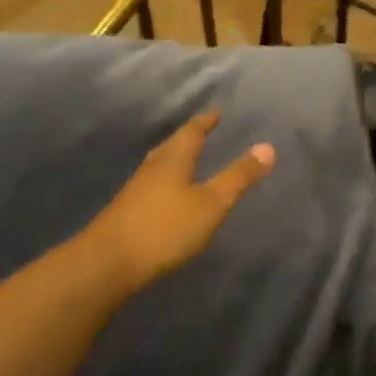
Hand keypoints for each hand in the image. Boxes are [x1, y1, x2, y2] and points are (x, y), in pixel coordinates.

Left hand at [83, 111, 275, 294]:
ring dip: (174, 158)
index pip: (192, 132)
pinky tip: (166, 196)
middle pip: (172, 145)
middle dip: (188, 137)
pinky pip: (150, 185)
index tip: (216, 113)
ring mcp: (136, 190)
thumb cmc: (165, 228)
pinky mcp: (126, 211)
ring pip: (159, 165)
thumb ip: (238, 177)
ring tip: (186, 160)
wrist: (108, 262)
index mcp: (173, 159)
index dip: (205, 122)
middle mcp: (152, 168)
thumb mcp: (211, 204)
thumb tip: (268, 146)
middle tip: (202, 131)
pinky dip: (164, 181)